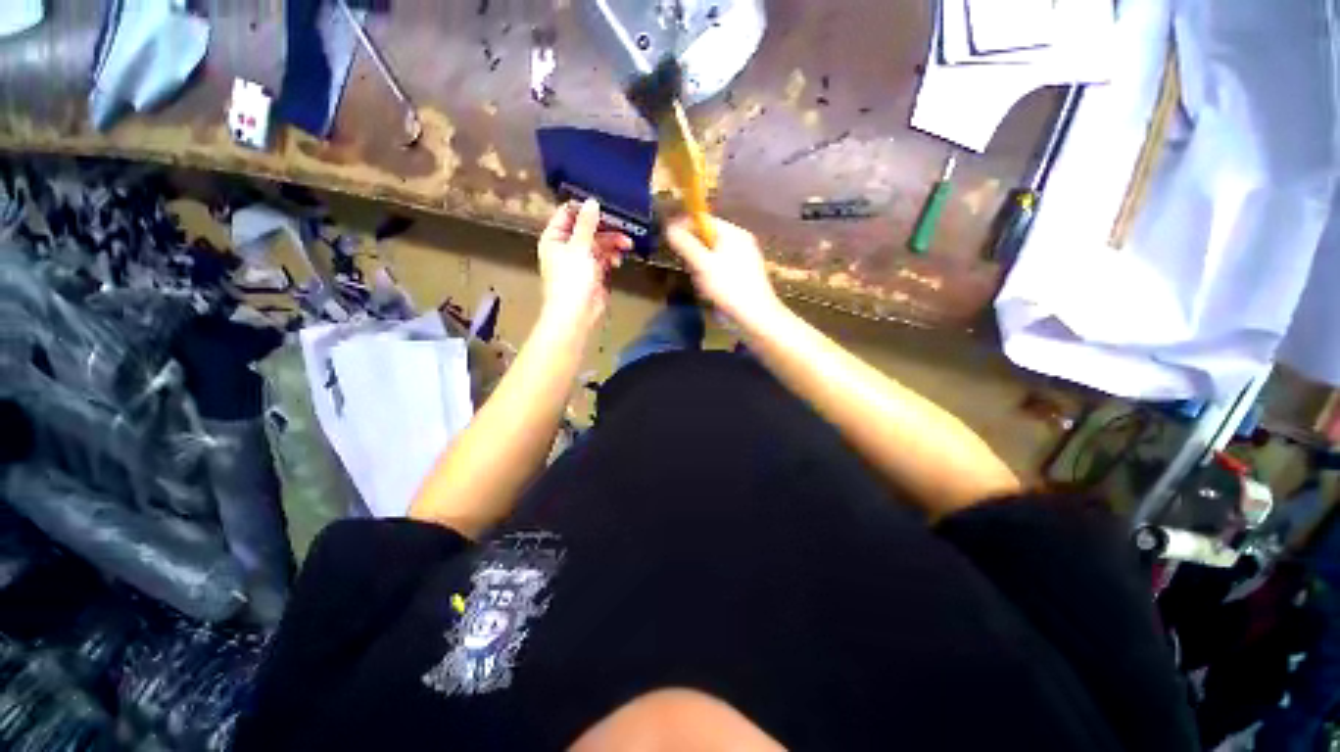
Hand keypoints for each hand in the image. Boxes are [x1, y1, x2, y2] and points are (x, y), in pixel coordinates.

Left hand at [538, 199, 631, 331]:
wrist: (576, 314)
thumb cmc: (571, 280)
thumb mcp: (579, 247)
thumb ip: (587, 224)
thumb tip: (592, 201)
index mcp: (555, 238)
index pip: (568, 214)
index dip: (585, 208)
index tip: (605, 203)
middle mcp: (566, 247)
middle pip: (587, 229)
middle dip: (606, 228)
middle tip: (623, 226)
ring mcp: (581, 260)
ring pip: (599, 244)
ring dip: (612, 243)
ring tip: (626, 245)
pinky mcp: (593, 273)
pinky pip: (604, 259)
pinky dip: (612, 257)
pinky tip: (618, 261)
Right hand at [665, 216, 780, 324]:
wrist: (756, 316)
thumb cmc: (729, 287)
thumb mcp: (703, 264)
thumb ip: (685, 244)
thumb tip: (669, 227)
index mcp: (734, 234)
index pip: (705, 220)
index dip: (685, 226)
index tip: (670, 238)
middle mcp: (741, 243)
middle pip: (708, 239)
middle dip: (694, 254)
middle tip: (689, 268)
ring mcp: (744, 260)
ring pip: (712, 257)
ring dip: (701, 270)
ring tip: (702, 285)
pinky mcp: (744, 277)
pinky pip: (721, 270)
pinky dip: (711, 279)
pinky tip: (711, 293)